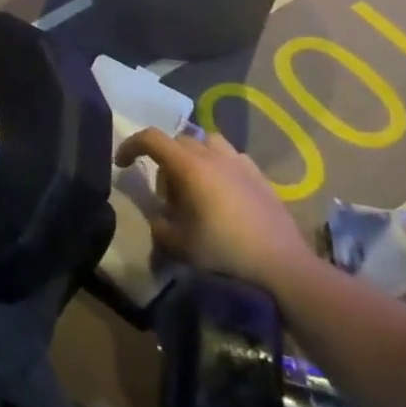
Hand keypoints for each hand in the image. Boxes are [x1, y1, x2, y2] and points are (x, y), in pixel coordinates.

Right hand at [115, 128, 311, 287]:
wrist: (283, 267)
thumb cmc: (225, 253)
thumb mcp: (179, 244)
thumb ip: (160, 226)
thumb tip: (159, 218)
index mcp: (189, 167)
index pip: (151, 139)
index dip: (131, 146)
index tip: (122, 164)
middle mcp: (213, 157)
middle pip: (178, 141)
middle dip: (164, 160)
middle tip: (166, 194)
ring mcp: (240, 164)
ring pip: (207, 143)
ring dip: (193, 157)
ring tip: (195, 186)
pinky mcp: (261, 177)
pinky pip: (232, 158)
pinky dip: (219, 166)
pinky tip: (224, 193)